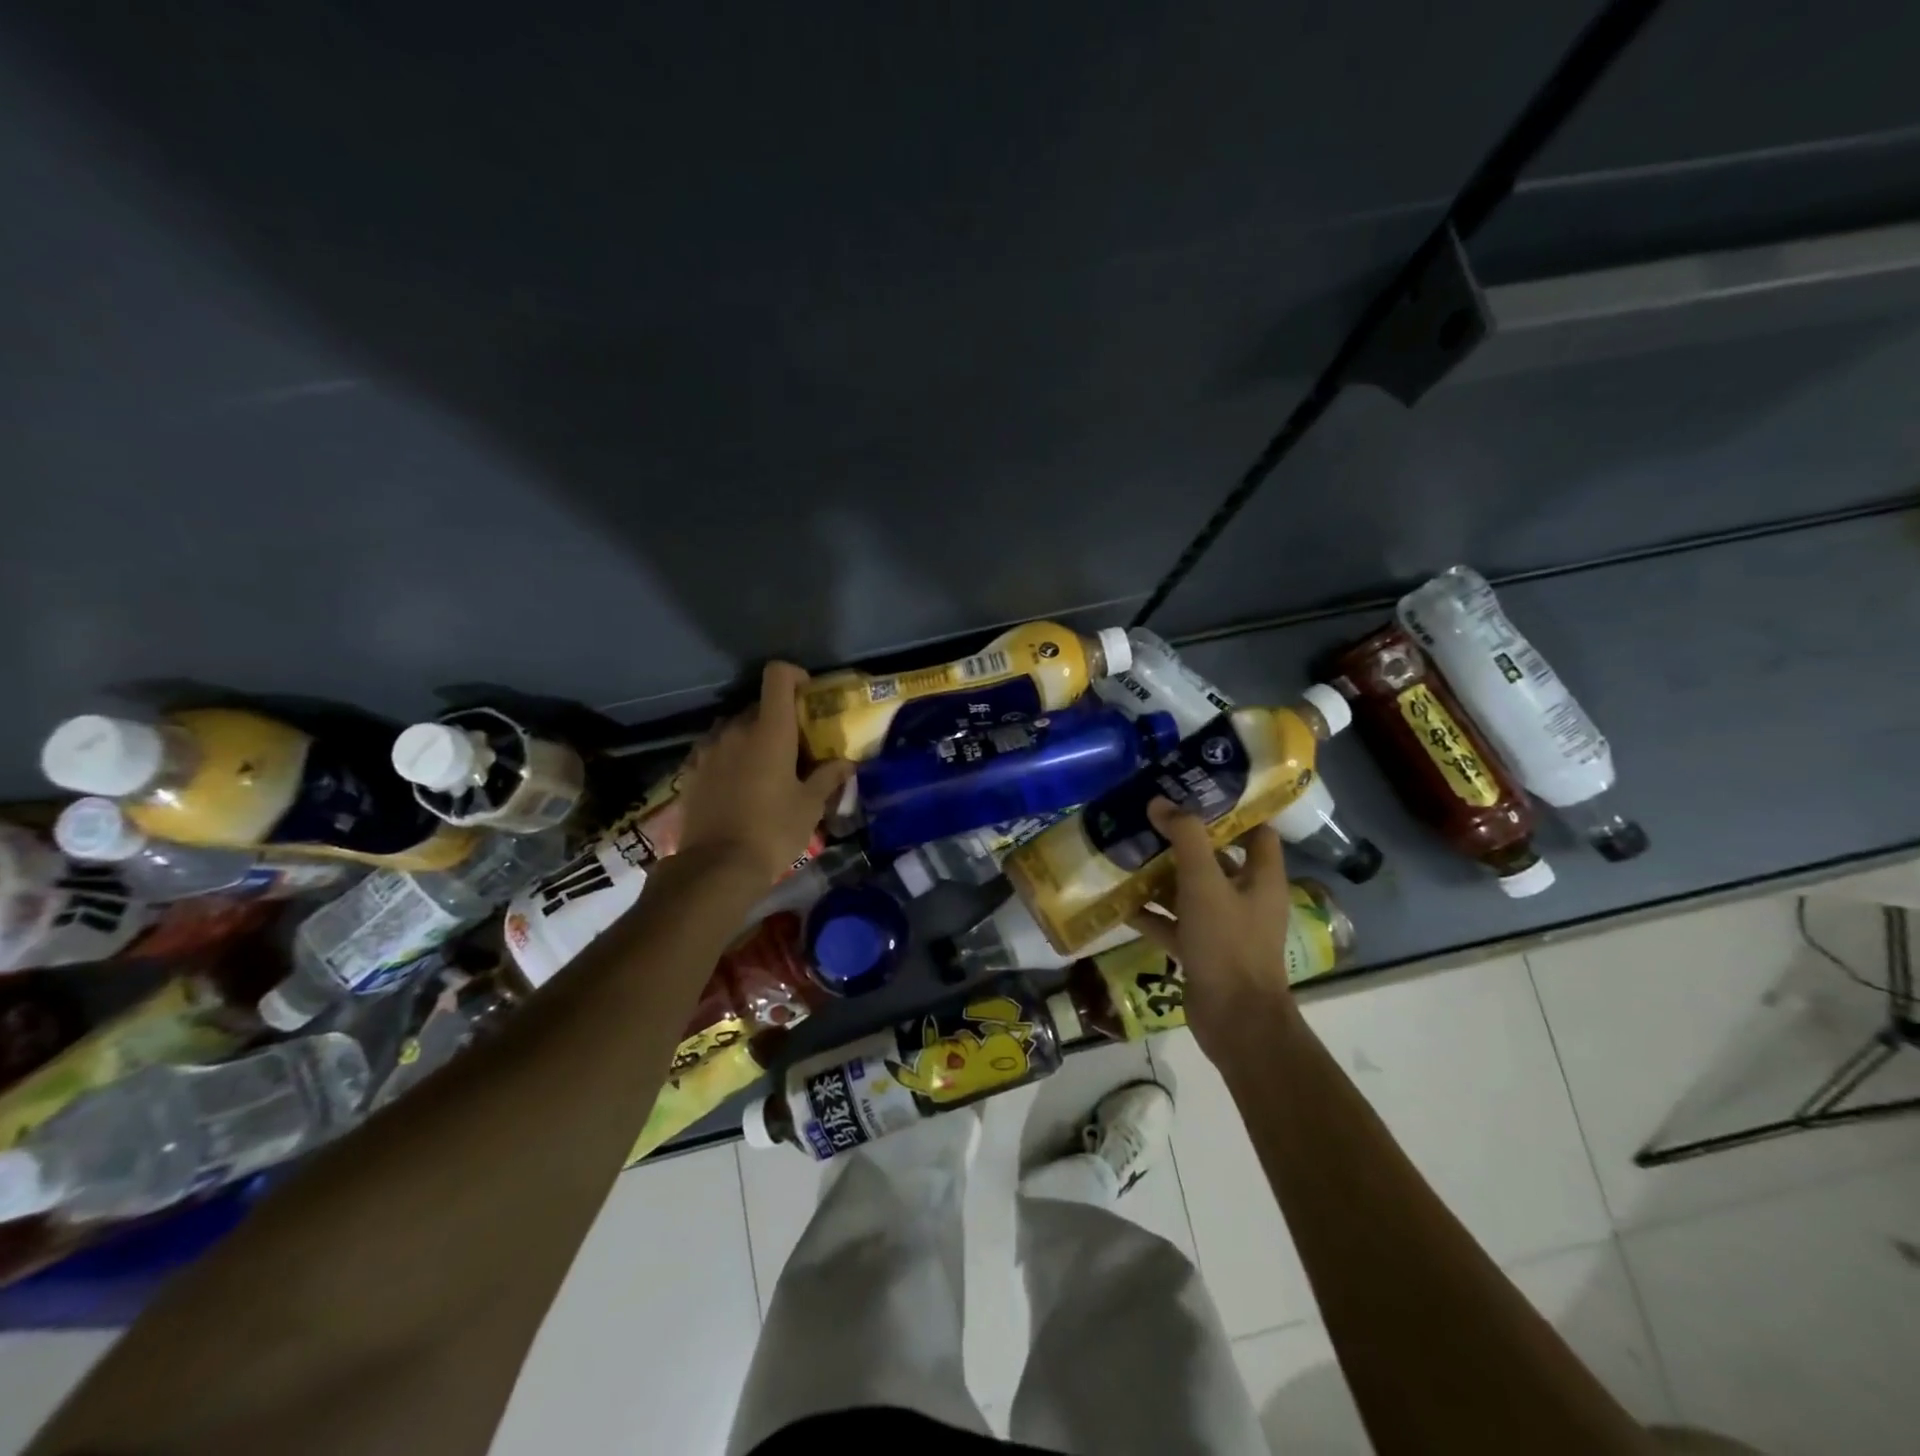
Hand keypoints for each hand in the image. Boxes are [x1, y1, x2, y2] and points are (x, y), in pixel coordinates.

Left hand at [676, 662, 853, 884]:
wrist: (716, 866)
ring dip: (751, 737)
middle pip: (758, 705)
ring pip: (734, 728)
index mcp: (769, 730)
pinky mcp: (691, 770)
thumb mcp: (810, 806)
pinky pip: (715, 750)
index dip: (795, 676)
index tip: (807, 696)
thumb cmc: (773, 830)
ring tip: (765, 768)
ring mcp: (708, 749)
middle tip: (795, 747)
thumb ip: (828, 776)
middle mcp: (735, 730)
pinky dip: (730, 757)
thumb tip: (846, 762)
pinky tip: (739, 785)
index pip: (778, 676)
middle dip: (778, 718)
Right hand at [1128, 797, 1298, 1062]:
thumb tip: (1160, 802)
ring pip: (1190, 892)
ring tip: (1128, 852)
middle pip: (1216, 860)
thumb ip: (1185, 838)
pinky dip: (1150, 914)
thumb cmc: (1228, 943)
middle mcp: (1246, 899)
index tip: (1197, 790)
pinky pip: (1173, 924)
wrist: (1234, 1020)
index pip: (1257, 832)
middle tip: (1149, 818)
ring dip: (1162, 877)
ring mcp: (1223, 928)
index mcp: (1261, 878)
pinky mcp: (1201, 951)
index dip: (1233, 810)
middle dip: (1183, 841)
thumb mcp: (1205, 883)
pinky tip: (1120, 903)